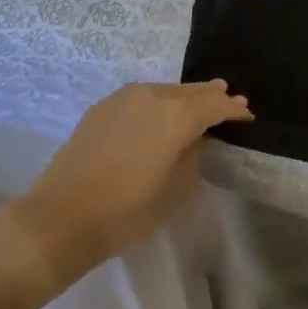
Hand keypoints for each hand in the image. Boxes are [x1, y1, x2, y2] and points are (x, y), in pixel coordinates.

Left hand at [5, 81, 252, 289]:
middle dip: (212, 96)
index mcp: (177, 114)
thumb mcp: (174, 191)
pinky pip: (142, 97)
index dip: (234, 109)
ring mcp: (125, 97)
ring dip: (185, 97)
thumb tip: (195, 139)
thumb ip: (192, 156)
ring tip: (199, 101)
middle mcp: (154, 95)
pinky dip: (158, 102)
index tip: (248, 115)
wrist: (59, 217)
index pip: (216, 105)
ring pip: (166, 91)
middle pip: (192, 92)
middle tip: (230, 99)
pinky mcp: (103, 106)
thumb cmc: (125, 211)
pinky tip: (159, 112)